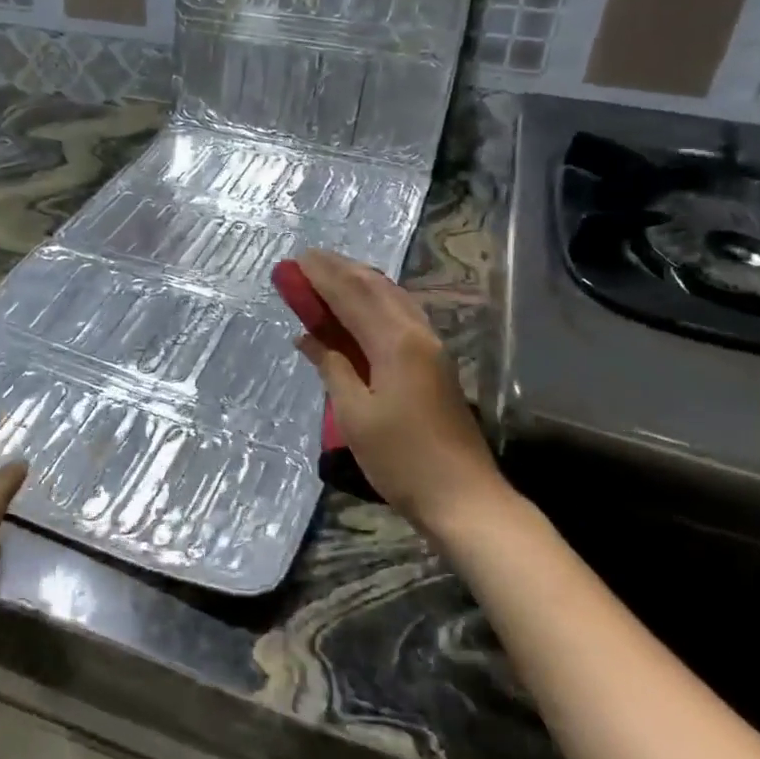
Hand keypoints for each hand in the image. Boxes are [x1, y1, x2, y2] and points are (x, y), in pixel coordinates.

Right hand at [293, 249, 507, 538]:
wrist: (463, 497)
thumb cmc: (401, 459)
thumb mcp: (355, 415)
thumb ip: (332, 367)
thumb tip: (308, 337)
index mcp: (395, 343)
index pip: (352, 296)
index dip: (322, 276)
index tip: (296, 260)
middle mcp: (417, 334)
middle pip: (376, 289)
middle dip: (341, 271)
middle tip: (308, 260)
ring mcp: (431, 348)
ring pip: (393, 299)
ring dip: (360, 282)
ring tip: (331, 274)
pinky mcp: (435, 363)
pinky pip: (401, 315)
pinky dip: (376, 302)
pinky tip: (363, 307)